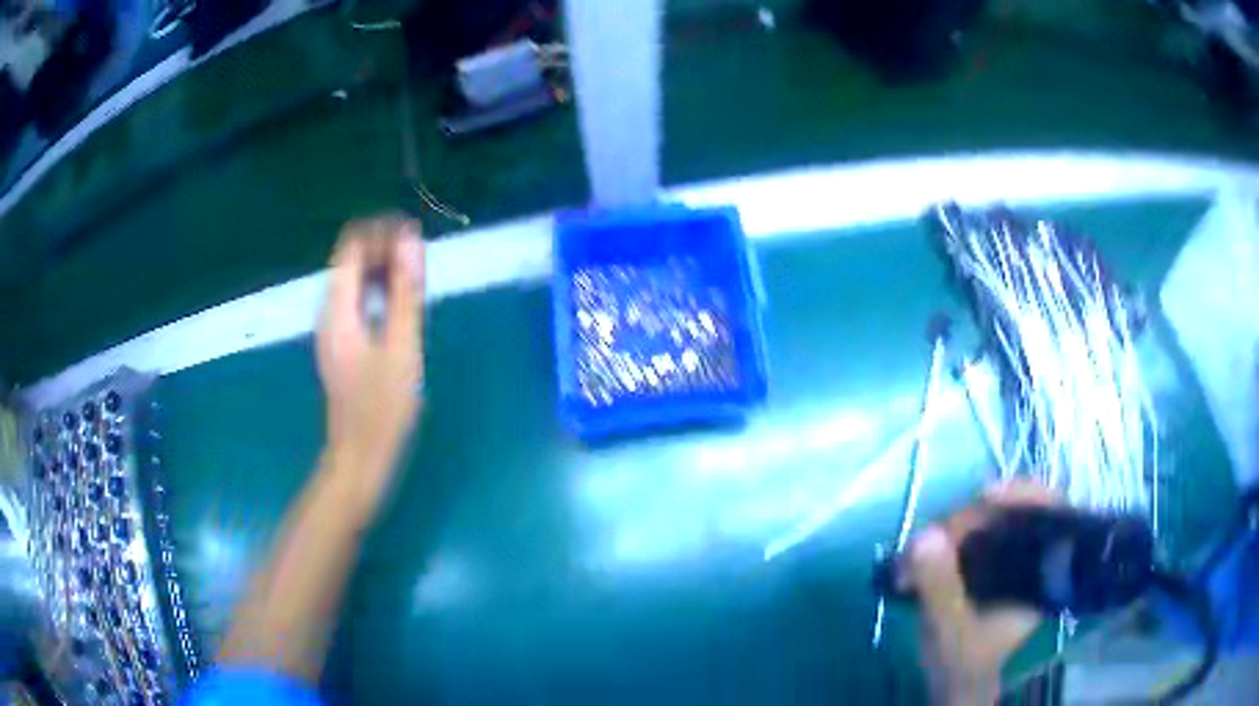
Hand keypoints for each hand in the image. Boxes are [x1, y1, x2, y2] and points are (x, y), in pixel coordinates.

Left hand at [316, 216, 424, 522]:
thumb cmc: (382, 408)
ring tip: (418, 279)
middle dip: (385, 248)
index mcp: (338, 307)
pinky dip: (379, 291)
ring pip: (355, 278)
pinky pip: (358, 300)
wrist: (359, 457)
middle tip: (422, 261)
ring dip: (384, 269)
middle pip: (351, 258)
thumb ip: (406, 292)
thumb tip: (411, 241)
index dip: (382, 231)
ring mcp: (333, 326)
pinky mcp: (342, 341)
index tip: (416, 238)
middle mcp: (329, 309)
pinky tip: (402, 304)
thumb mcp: (402, 348)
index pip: (352, 244)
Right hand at [902, 481, 1057, 704]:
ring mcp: (1012, 556)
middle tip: (931, 537)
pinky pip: (975, 532)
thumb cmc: (963, 662)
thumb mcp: (950, 630)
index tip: (985, 495)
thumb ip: (941, 588)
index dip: (1023, 494)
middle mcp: (1034, 556)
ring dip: (954, 526)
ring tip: (920, 549)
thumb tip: (925, 536)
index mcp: (1043, 574)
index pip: (1050, 511)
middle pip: (1014, 510)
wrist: (956, 682)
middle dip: (970, 516)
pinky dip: (950, 535)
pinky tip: (927, 550)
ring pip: (991, 518)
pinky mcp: (991, 560)